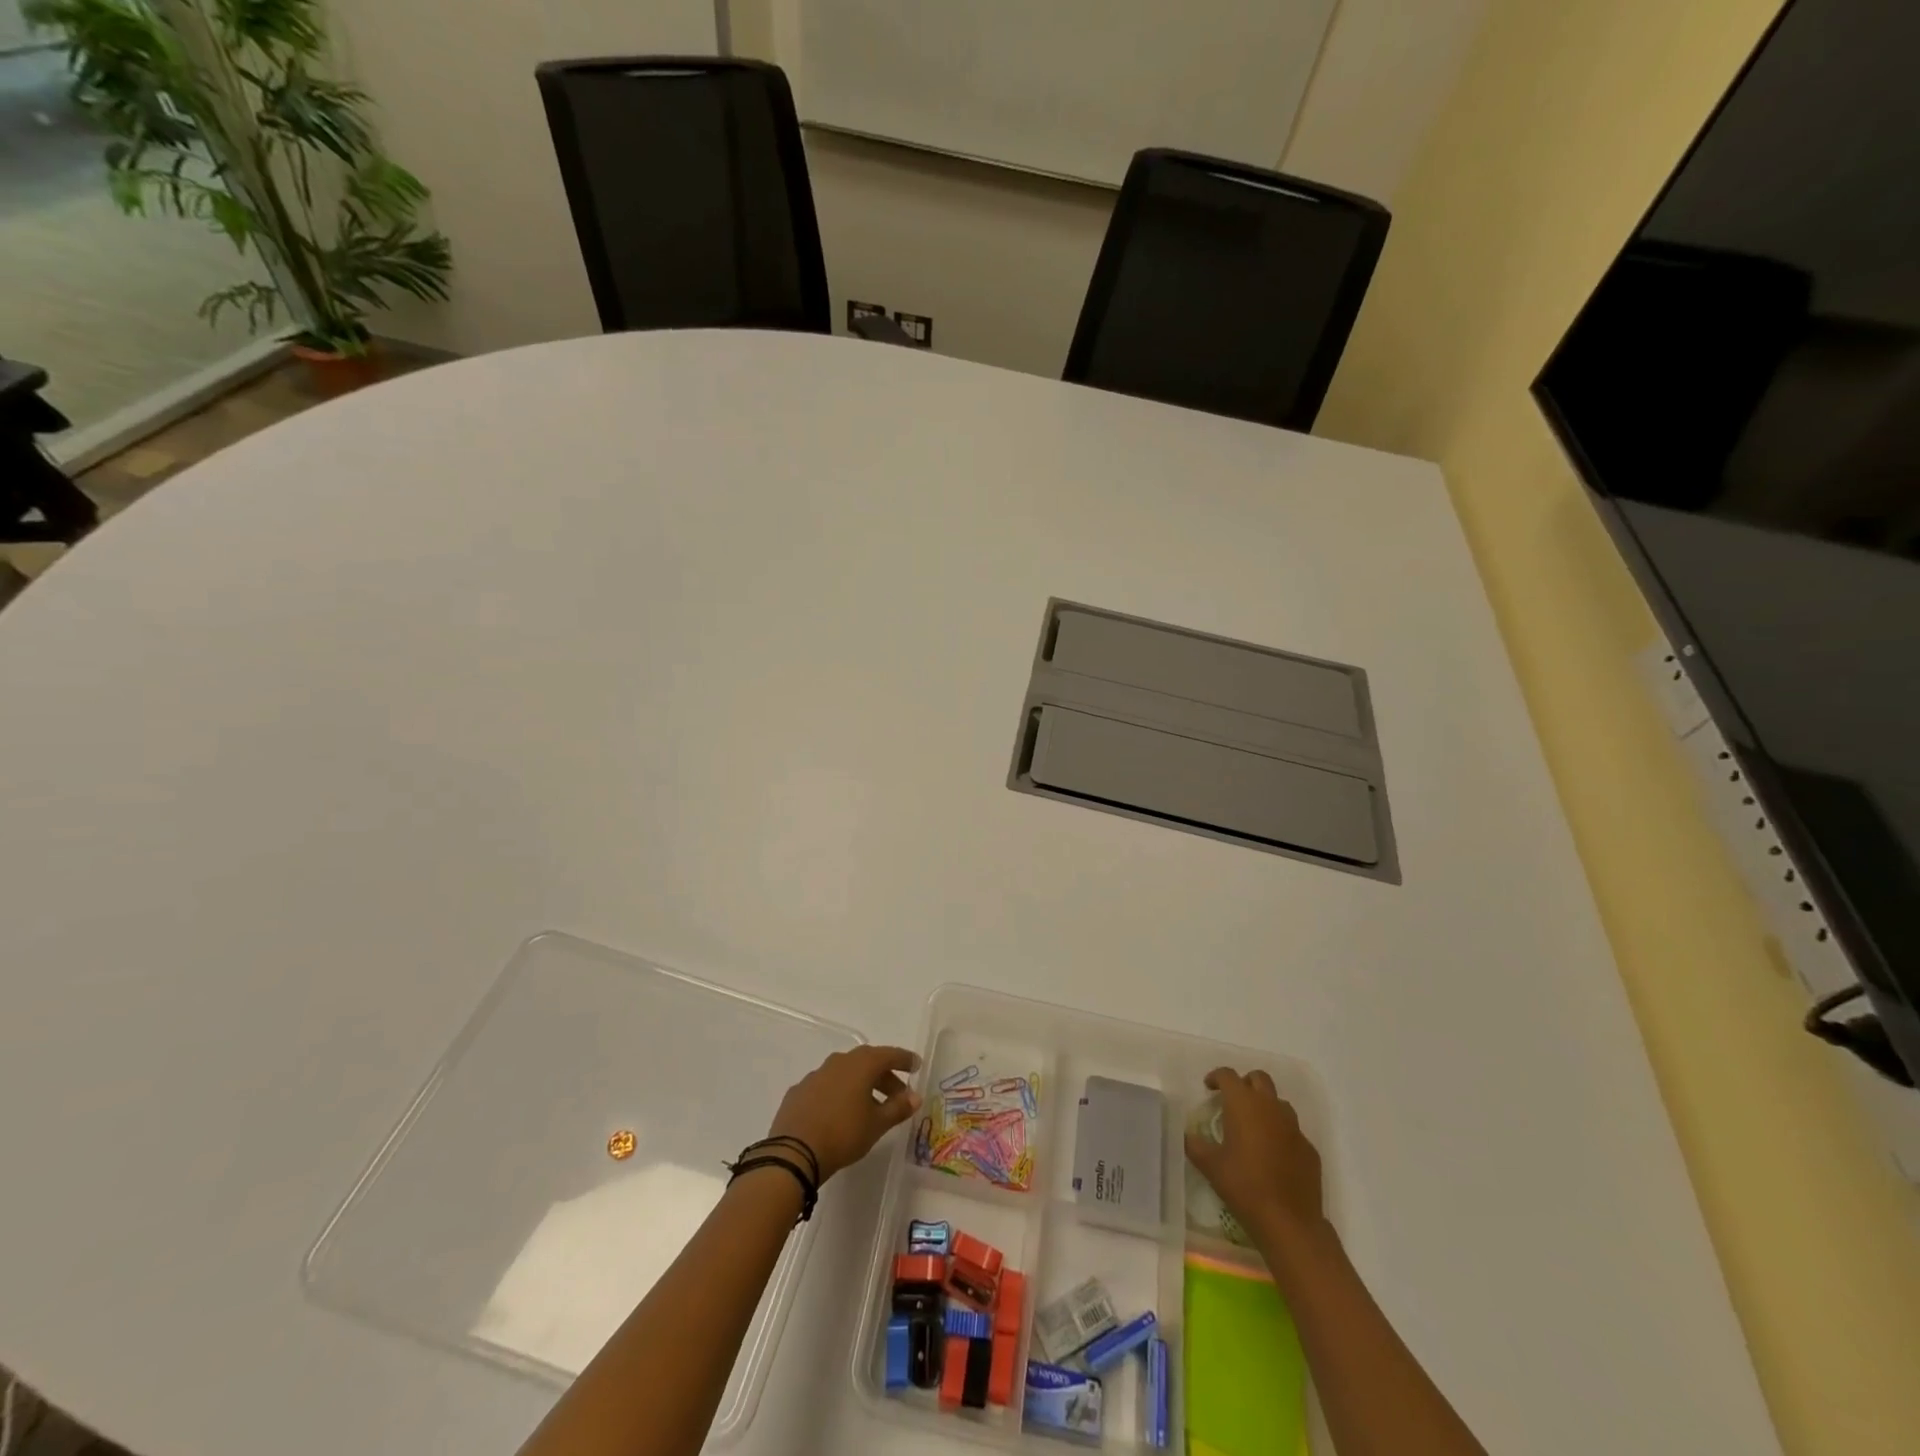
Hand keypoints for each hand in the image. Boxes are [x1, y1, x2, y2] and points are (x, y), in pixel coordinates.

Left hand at [768, 1045, 921, 1182]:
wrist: (793, 1153)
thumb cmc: (843, 1134)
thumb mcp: (876, 1125)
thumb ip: (898, 1108)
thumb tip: (915, 1097)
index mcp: (861, 1065)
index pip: (889, 1055)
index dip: (904, 1060)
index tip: (916, 1065)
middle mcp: (838, 1062)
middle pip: (867, 1062)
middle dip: (884, 1076)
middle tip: (897, 1093)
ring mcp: (816, 1075)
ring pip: (845, 1072)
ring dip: (861, 1084)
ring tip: (869, 1105)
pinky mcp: (799, 1091)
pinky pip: (826, 1086)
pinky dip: (838, 1093)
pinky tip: (839, 1112)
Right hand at [1185, 1067, 1326, 1241]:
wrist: (1289, 1222)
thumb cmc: (1244, 1186)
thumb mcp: (1211, 1166)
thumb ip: (1195, 1145)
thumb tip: (1187, 1135)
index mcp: (1243, 1105)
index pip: (1228, 1075)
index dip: (1216, 1077)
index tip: (1209, 1088)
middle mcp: (1270, 1107)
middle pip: (1259, 1078)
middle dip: (1245, 1083)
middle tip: (1233, 1101)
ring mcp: (1294, 1128)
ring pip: (1279, 1103)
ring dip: (1265, 1106)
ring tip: (1254, 1127)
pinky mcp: (1309, 1149)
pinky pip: (1293, 1131)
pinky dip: (1281, 1133)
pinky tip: (1273, 1155)